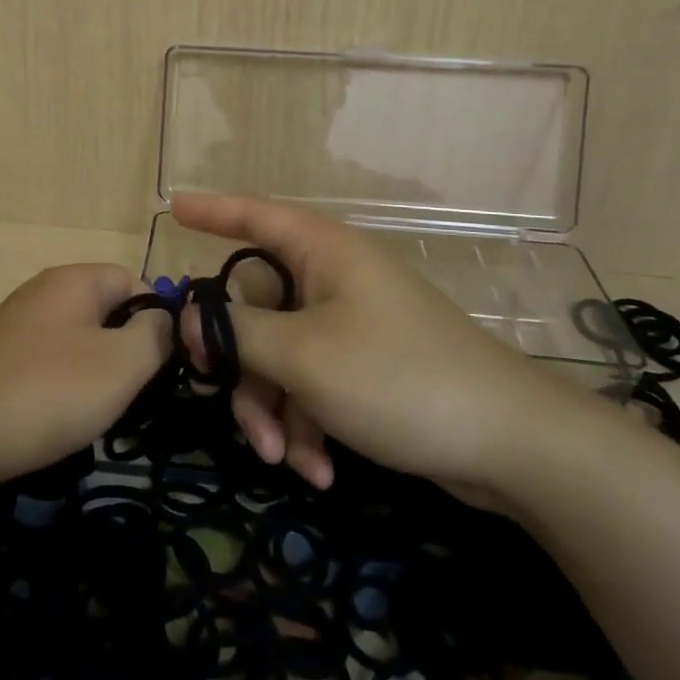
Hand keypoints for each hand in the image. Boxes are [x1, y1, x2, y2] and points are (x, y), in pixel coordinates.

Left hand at [0, 263, 168, 489]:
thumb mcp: (122, 364)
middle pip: (104, 309)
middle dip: (126, 347)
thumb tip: (162, 318)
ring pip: (76, 338)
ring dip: (94, 370)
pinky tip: (55, 417)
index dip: (157, 316)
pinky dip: (60, 384)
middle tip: (132, 390)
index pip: (134, 279)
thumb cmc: (48, 391)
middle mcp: (41, 291)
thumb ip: (156, 334)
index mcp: (73, 280)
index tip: (163, 362)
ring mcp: (13, 324)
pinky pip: (46, 360)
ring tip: (95, 410)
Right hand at [174, 193, 599, 498]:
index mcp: (321, 252)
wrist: (509, 444)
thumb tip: (192, 317)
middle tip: (235, 408)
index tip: (171, 209)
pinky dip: (307, 423)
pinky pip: (311, 383)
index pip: (254, 215)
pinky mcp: (365, 368)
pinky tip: (319, 470)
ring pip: (279, 354)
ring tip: (287, 459)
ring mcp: (350, 325)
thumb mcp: (302, 355)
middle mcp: (333, 279)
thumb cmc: (397, 376)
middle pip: (256, 306)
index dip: (211, 210)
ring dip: (274, 408)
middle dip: (243, 366)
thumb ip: (236, 332)